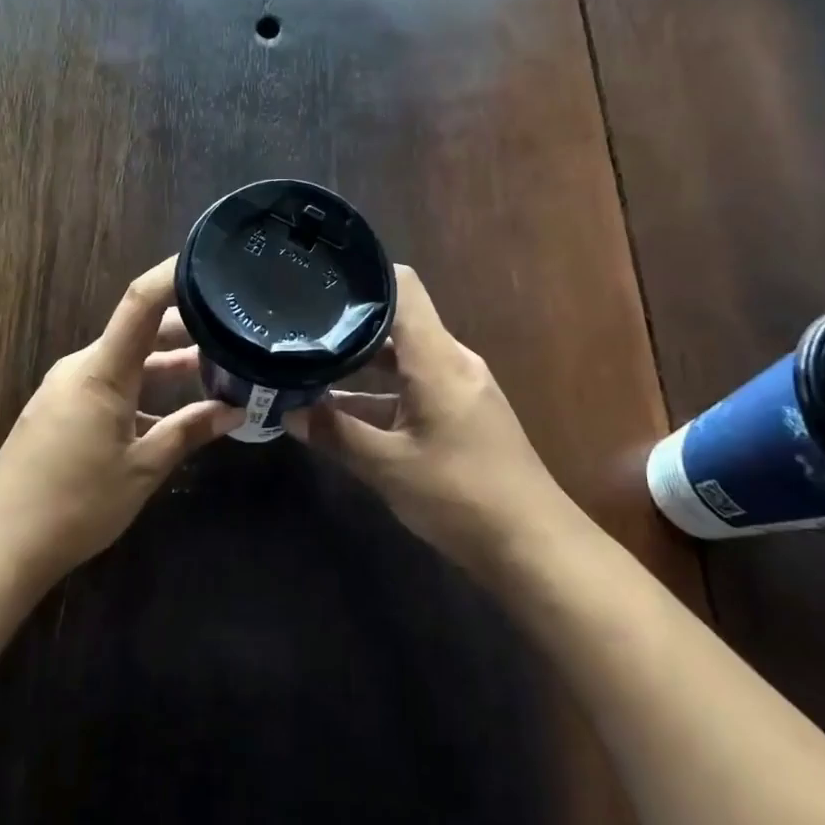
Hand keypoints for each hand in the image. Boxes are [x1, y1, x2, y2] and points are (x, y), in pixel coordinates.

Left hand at [0, 258, 242, 584]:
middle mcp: (82, 367)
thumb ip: (188, 432)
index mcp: (102, 370)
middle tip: (233, 327)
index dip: (174, 274)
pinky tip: (172, 411)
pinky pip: (109, 384)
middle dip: (186, 326)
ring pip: (126, 361)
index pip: (141, 301)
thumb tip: (235, 411)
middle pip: (139, 330)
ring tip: (216, 368)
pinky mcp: (59, 410)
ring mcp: (67, 388)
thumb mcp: (142, 469)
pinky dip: (143, 389)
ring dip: (166, 364)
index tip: (210, 260)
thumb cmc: (75, 503)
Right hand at [285, 266, 590, 584]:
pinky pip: (414, 388)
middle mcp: (451, 362)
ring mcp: (459, 389)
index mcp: (437, 359)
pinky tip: (341, 413)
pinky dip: (380, 394)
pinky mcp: (462, 415)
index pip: (404, 287)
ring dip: (360, 366)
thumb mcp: (388, 467)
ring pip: (402, 360)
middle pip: (397, 323)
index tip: (320, 279)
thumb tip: (288, 413)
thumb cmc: (462, 496)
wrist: (535, 547)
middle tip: (297, 327)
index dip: (364, 277)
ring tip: (306, 366)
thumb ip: (336, 435)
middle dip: (348, 325)